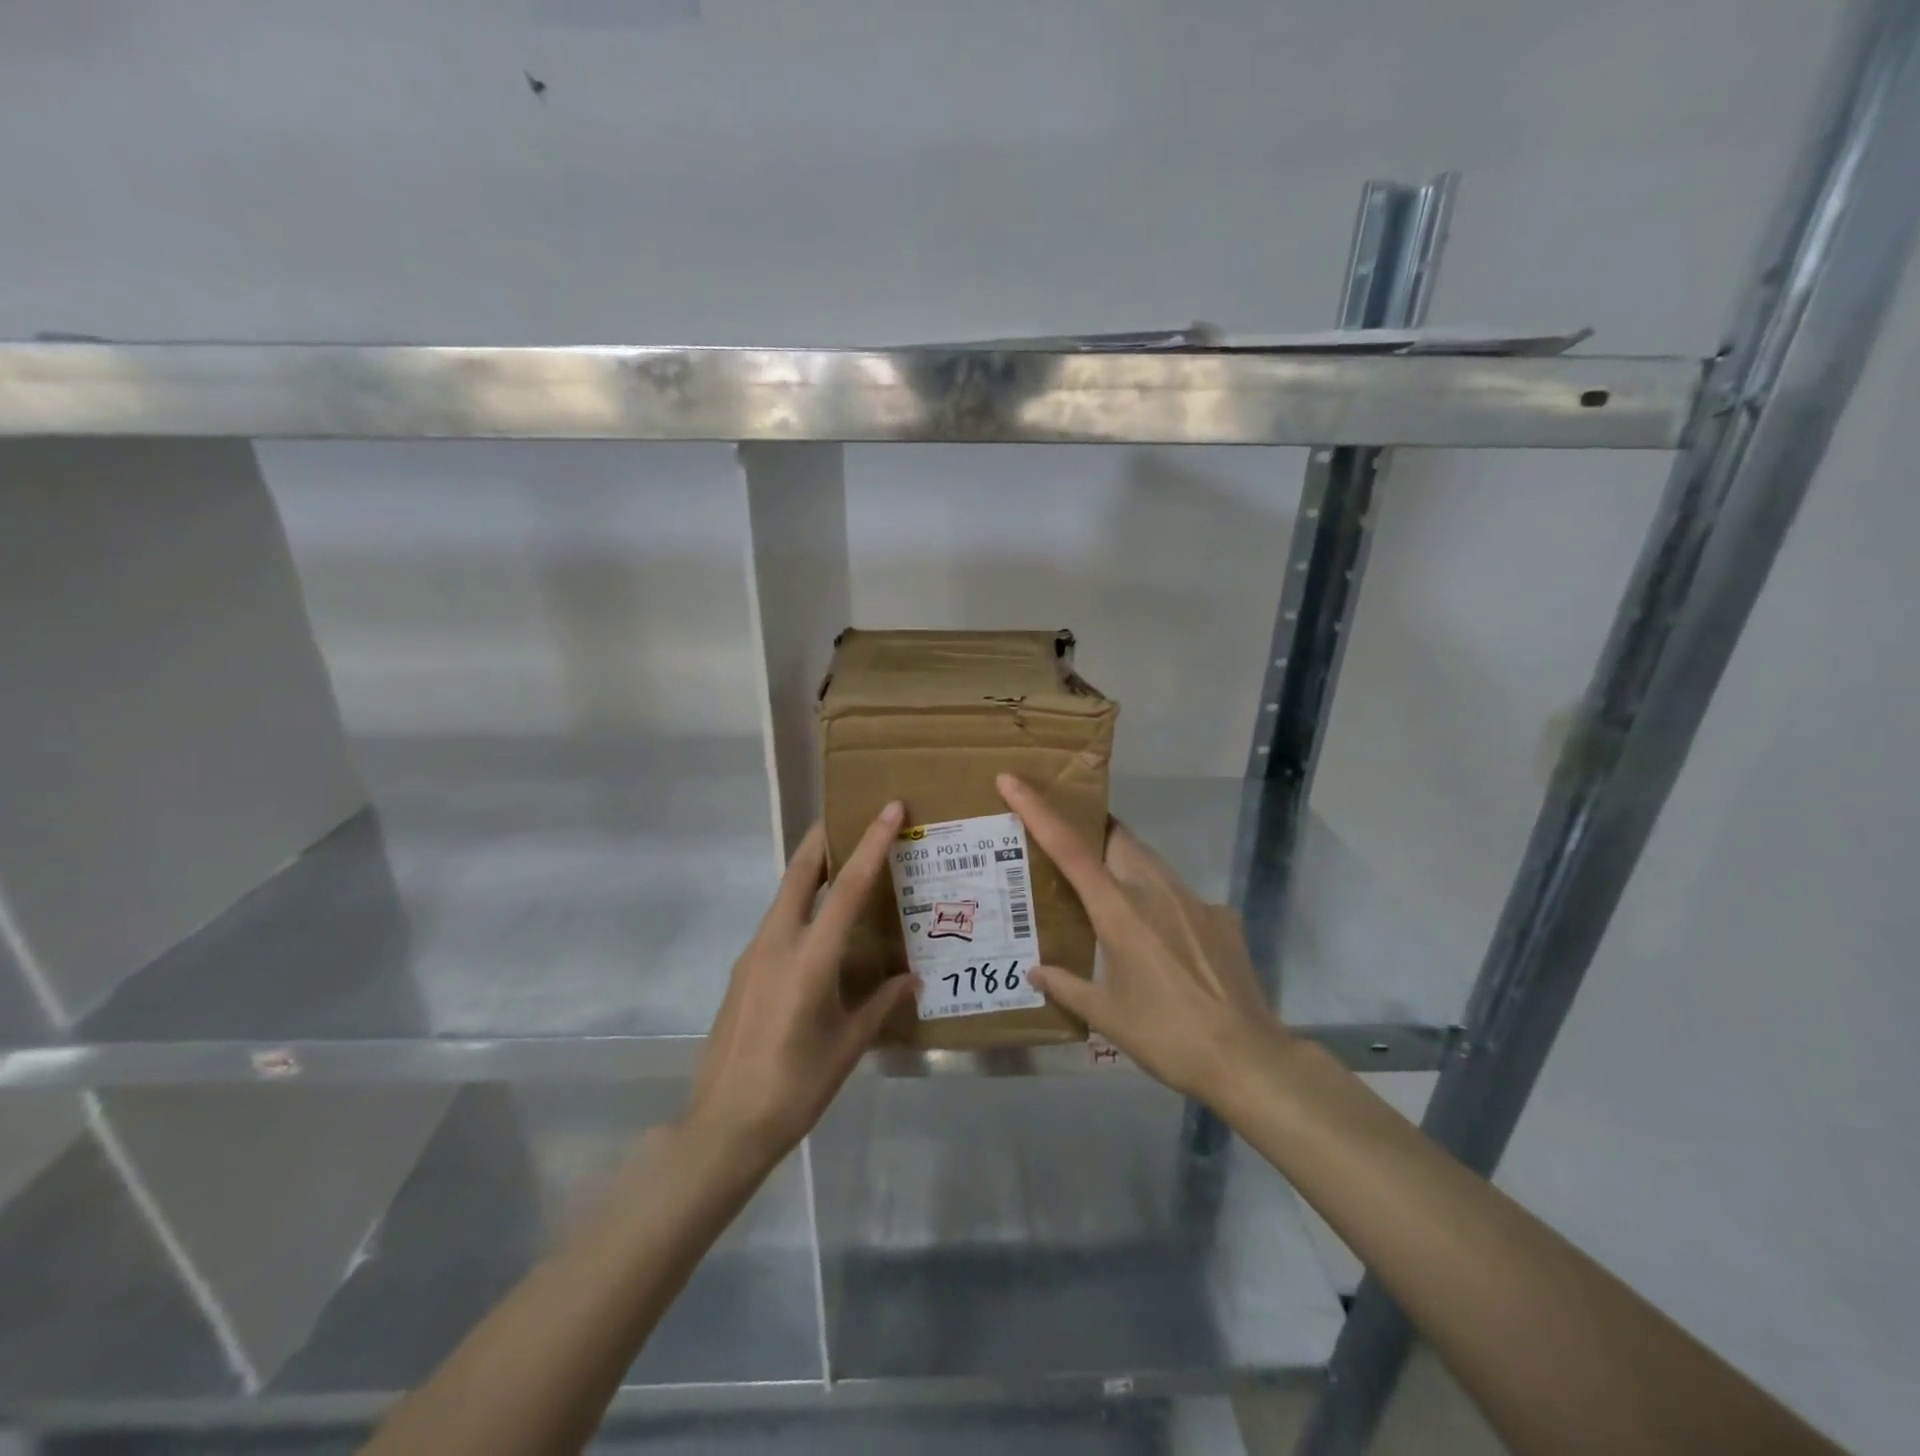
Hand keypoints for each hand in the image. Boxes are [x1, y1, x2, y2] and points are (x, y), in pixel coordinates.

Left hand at [682, 806, 913, 1169]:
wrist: (724, 1126)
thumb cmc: (795, 1087)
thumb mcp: (848, 1046)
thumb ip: (881, 1004)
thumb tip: (912, 978)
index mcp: (810, 959)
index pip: (848, 887)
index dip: (871, 844)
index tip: (887, 809)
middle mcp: (777, 943)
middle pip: (801, 872)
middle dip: (824, 838)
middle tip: (850, 816)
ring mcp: (753, 954)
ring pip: (786, 894)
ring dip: (812, 870)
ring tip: (844, 866)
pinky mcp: (743, 970)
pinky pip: (777, 921)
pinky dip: (801, 905)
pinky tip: (818, 928)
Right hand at [996, 773, 1290, 1105]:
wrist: (1246, 1057)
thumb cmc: (1165, 1036)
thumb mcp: (1106, 1015)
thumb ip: (1066, 986)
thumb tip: (1036, 971)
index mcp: (1119, 909)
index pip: (1069, 847)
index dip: (1037, 810)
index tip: (1012, 779)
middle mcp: (1155, 890)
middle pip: (1116, 837)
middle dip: (1090, 830)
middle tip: (1069, 844)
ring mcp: (1193, 899)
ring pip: (1149, 860)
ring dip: (1124, 861)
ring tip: (1110, 891)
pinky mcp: (1221, 916)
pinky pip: (1180, 894)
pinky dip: (1160, 900)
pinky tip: (1162, 938)